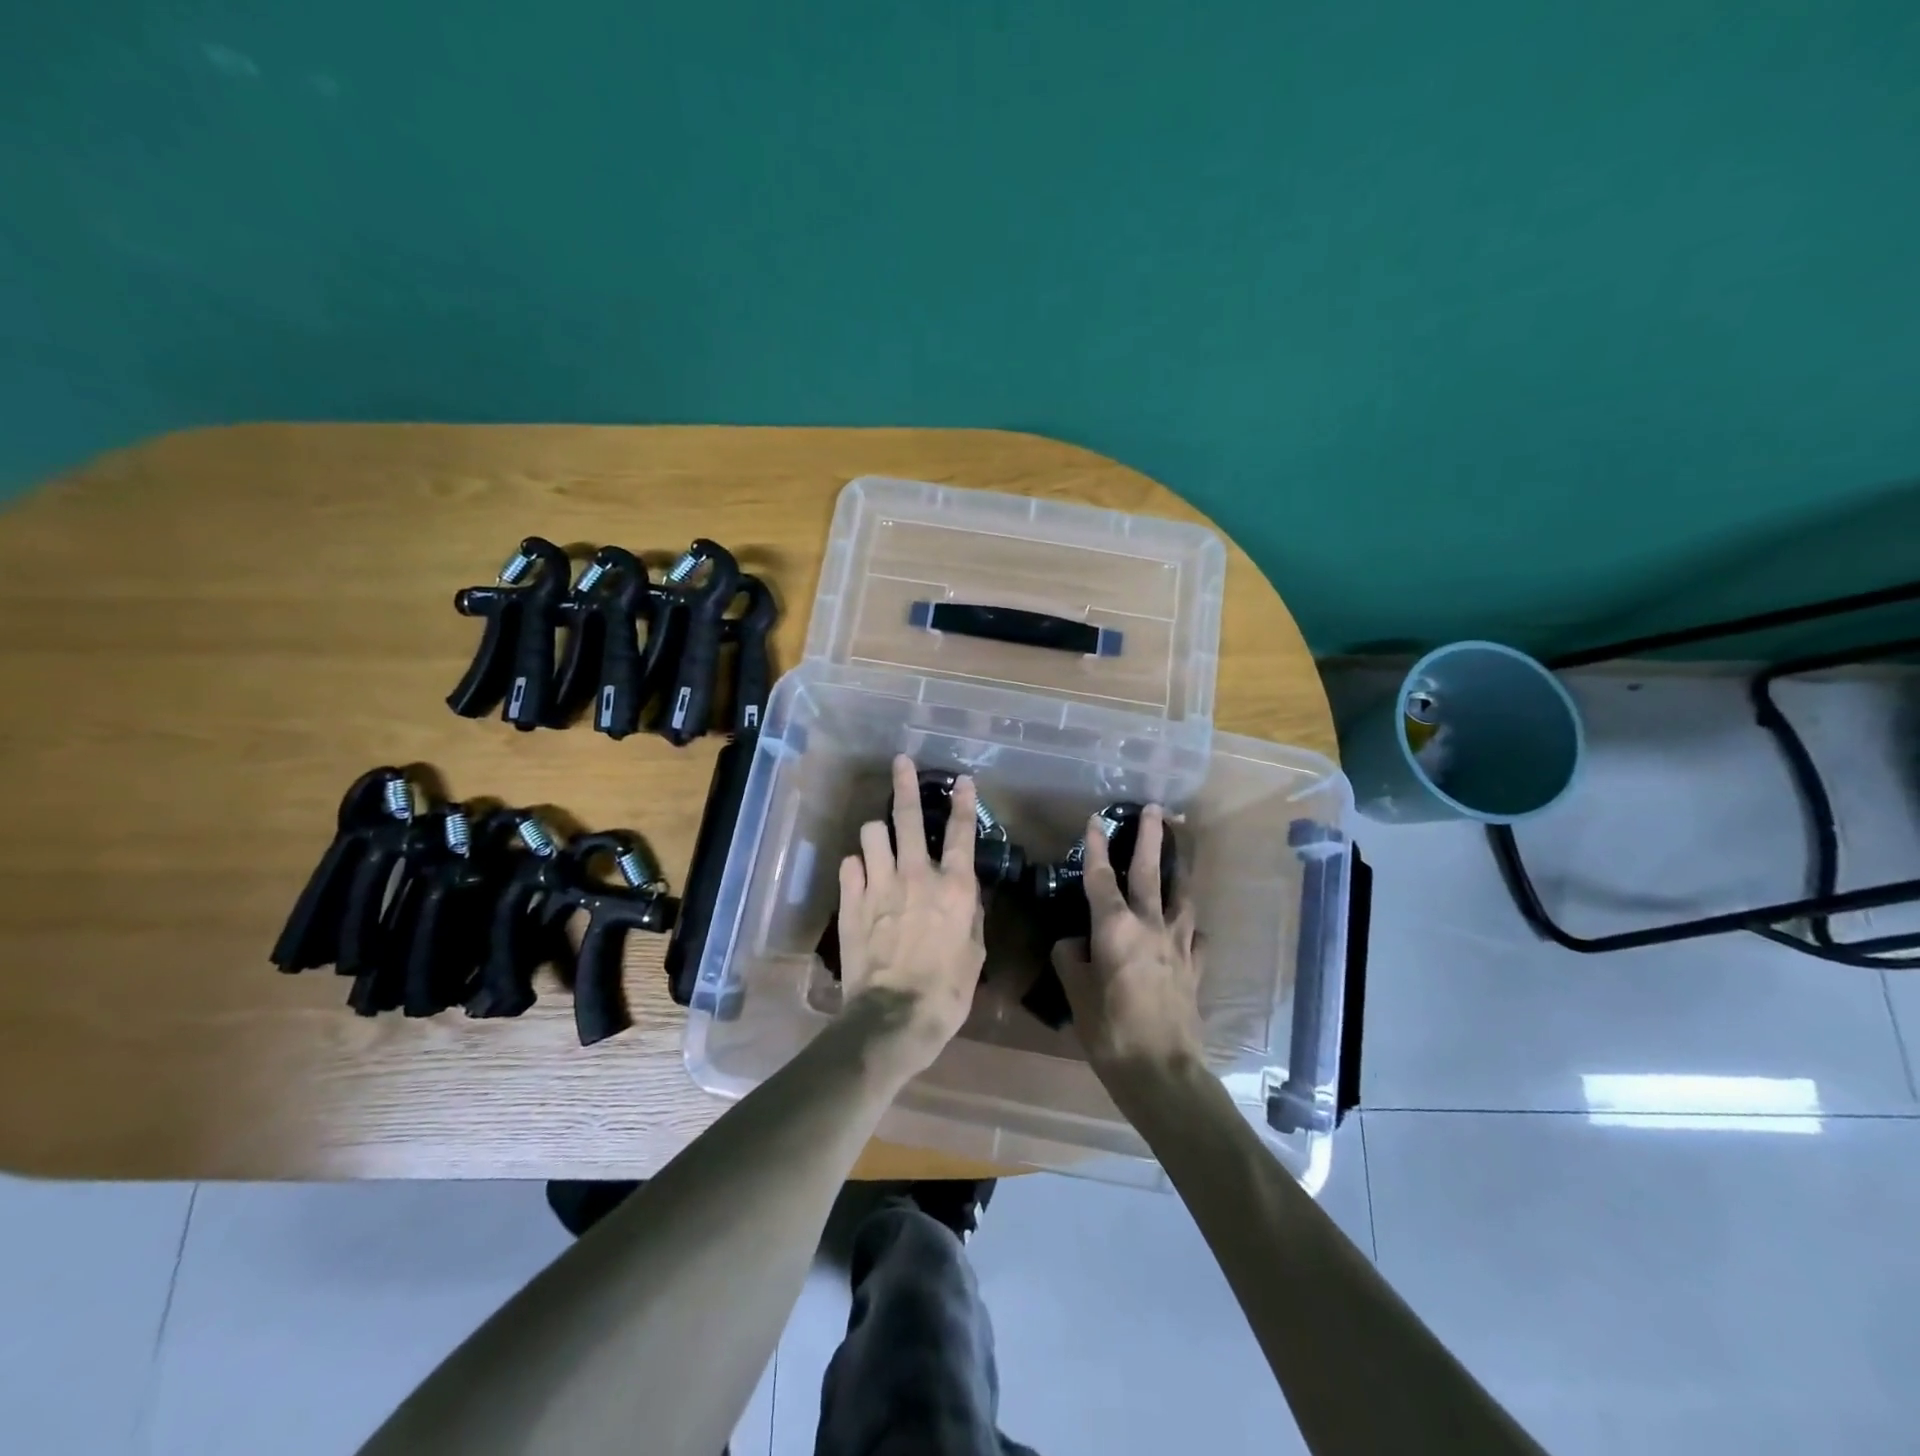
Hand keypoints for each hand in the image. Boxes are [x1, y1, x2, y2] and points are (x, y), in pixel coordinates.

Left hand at [835, 754, 986, 1072]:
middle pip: (908, 815)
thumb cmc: (947, 991)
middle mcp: (917, 874)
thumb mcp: (974, 953)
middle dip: (905, 783)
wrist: (895, 1016)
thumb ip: (971, 915)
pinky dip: (857, 866)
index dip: (963, 801)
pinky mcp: (851, 900)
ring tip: (880, 840)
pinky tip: (861, 877)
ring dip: (877, 833)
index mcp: (954, 886)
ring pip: (872, 832)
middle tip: (901, 762)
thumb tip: (965, 895)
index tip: (962, 779)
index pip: (961, 832)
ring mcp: (879, 884)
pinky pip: (849, 864)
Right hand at [1051, 804, 1204, 1075]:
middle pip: (1150, 872)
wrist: (1162, 1069)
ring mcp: (1178, 946)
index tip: (1095, 820)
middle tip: (1156, 809)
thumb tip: (1074, 944)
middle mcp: (1150, 925)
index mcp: (1115, 927)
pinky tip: (1189, 930)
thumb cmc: (1109, 1030)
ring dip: (1178, 874)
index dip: (1096, 846)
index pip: (1100, 877)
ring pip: (1182, 898)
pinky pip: (1196, 938)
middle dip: (1151, 838)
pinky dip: (1191, 928)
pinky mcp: (1195, 968)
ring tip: (1179, 859)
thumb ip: (1070, 960)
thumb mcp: (1075, 993)